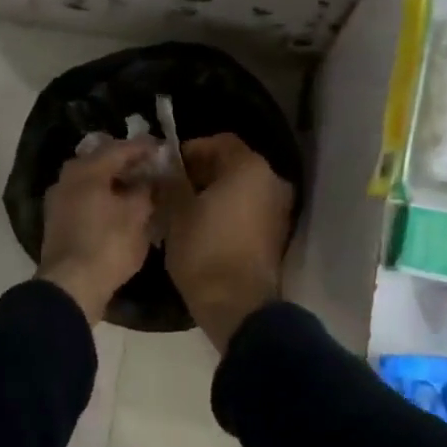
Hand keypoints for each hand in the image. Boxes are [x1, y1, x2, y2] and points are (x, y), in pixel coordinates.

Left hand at [38, 139, 158, 323]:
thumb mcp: (138, 216)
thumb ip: (146, 191)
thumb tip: (151, 180)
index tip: (162, 147)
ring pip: (91, 181)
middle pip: (101, 161)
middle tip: (149, 166)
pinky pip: (84, 199)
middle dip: (126, 163)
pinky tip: (118, 208)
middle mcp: (68, 178)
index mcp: (87, 170)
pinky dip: (102, 198)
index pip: (120, 149)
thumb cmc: (108, 245)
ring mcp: (58, 201)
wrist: (70, 286)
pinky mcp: (57, 222)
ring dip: (113, 182)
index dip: (144, 147)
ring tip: (137, 188)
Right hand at [160, 133, 293, 351]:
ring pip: (242, 188)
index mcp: (250, 167)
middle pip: (233, 164)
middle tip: (173, 189)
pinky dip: (229, 211)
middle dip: (202, 173)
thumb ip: (172, 182)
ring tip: (185, 211)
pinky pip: (249, 210)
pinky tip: (204, 227)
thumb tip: (167, 170)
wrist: (238, 304)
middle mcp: (272, 181)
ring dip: (215, 193)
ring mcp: (279, 209)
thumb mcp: (177, 212)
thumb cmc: (205, 250)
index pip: (220, 141)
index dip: (191, 150)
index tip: (168, 168)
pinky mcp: (277, 234)